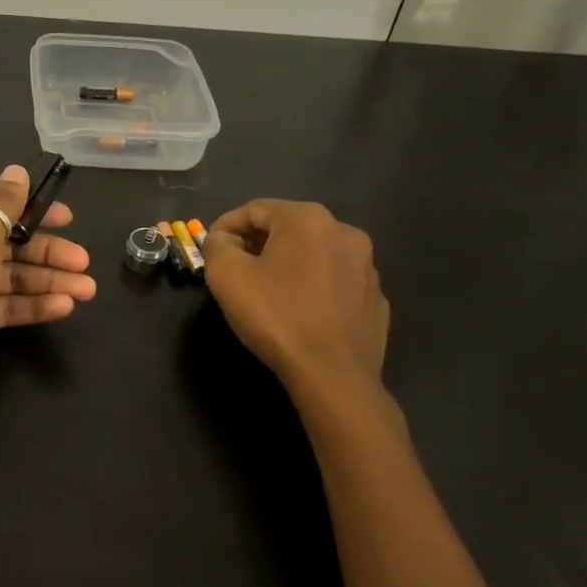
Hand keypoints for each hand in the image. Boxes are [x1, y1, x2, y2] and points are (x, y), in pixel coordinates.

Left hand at [0, 163, 95, 424]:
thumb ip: (4, 206)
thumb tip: (17, 170)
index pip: (1, 206)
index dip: (36, 211)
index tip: (70, 219)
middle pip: (12, 243)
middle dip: (49, 253)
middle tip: (85, 264)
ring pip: (13, 276)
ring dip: (49, 281)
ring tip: (87, 291)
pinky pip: (7, 305)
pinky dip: (33, 305)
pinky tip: (63, 308)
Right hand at [204, 200, 402, 440]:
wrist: (334, 376)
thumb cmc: (276, 317)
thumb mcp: (226, 275)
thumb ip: (217, 245)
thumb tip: (224, 240)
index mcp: (308, 219)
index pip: (254, 209)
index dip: (226, 227)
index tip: (211, 249)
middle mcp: (344, 232)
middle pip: (287, 228)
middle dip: (257, 244)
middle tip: (235, 269)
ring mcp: (366, 266)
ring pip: (314, 253)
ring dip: (287, 264)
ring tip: (267, 292)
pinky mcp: (375, 298)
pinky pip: (335, 282)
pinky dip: (314, 287)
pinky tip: (300, 312)